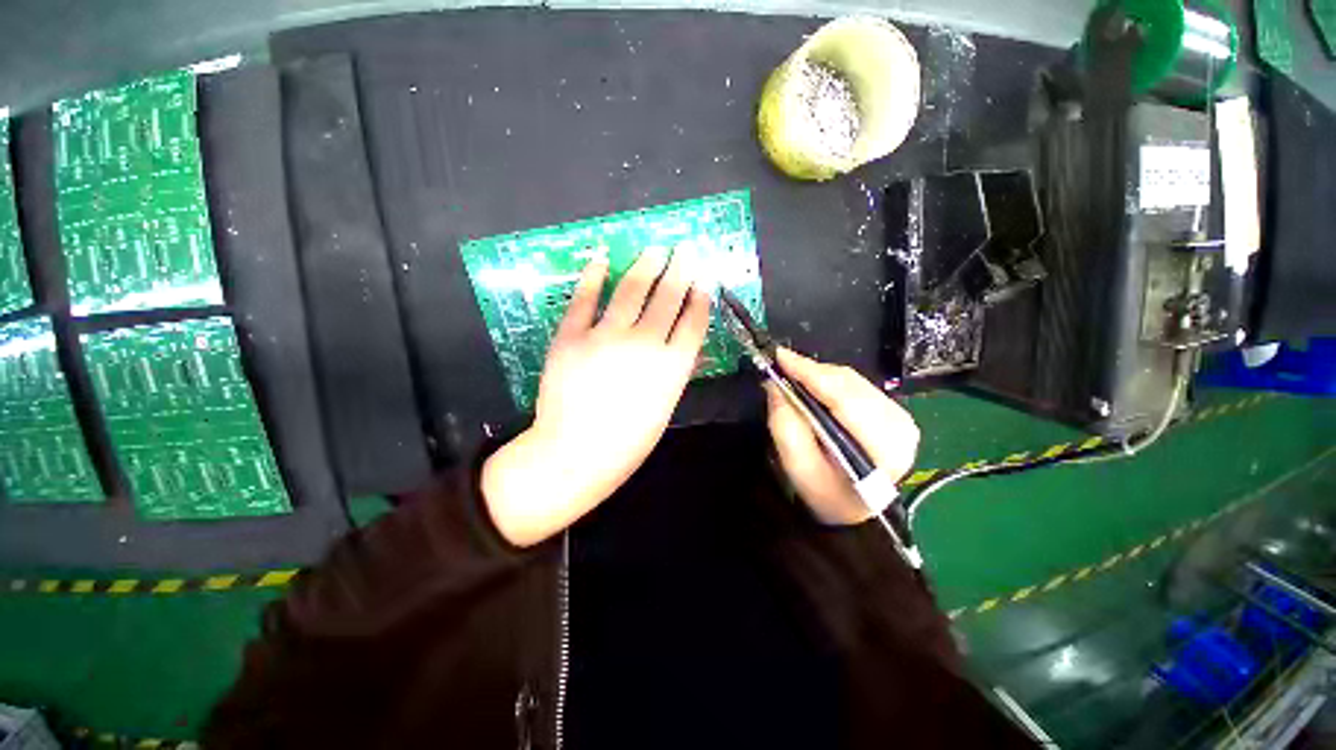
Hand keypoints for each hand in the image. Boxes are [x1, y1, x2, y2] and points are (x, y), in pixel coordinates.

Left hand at [481, 246, 711, 546]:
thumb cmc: (627, 441)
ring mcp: (606, 335)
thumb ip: (677, 372)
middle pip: (668, 297)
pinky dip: (593, 275)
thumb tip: (689, 348)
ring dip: (646, 265)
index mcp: (672, 366)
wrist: (574, 453)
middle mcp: (644, 342)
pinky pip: (585, 298)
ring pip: (631, 289)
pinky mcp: (572, 335)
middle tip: (685, 249)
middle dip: (680, 270)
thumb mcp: (664, 408)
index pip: (693, 320)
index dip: (700, 297)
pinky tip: (601, 257)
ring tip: (655, 249)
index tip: (703, 281)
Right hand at [766, 348, 919, 525]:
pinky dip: (831, 382)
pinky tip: (814, 386)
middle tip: (780, 367)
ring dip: (820, 376)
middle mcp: (900, 426)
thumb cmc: (825, 494)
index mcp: (883, 446)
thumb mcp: (798, 467)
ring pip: (853, 380)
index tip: (780, 356)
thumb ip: (786, 426)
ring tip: (793, 376)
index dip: (810, 373)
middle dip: (812, 372)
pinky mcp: (895, 413)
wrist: (854, 511)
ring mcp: (901, 417)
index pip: (844, 397)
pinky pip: (857, 385)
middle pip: (849, 384)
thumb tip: (775, 385)